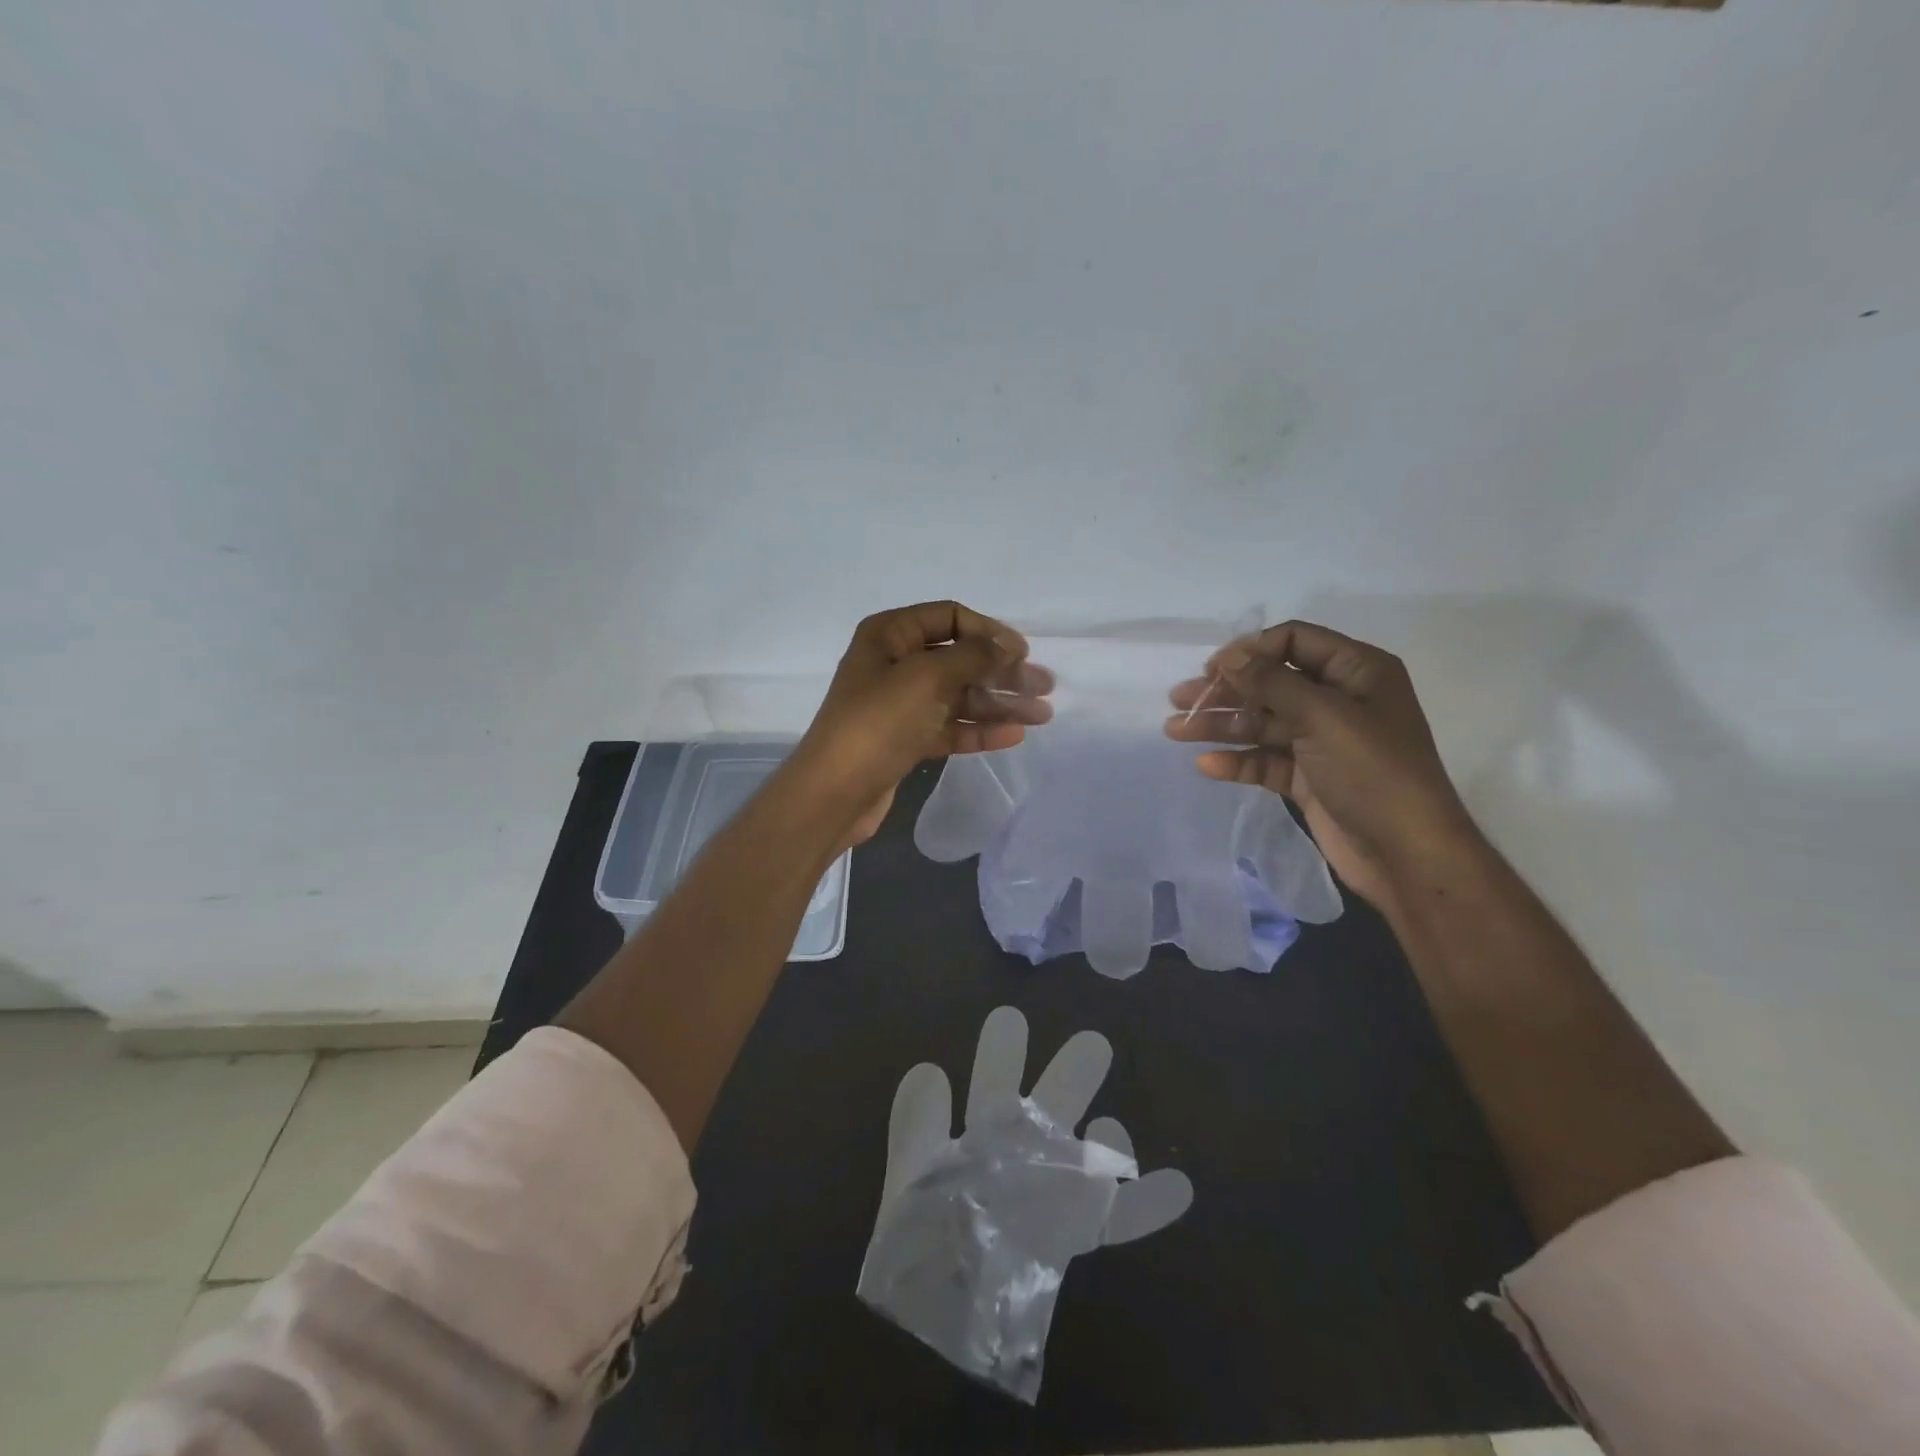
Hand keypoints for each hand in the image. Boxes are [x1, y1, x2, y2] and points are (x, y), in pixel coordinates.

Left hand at [791, 601, 1053, 845]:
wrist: (835, 791)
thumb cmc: (879, 722)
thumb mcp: (927, 677)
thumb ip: (973, 656)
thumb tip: (1007, 646)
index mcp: (890, 635)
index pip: (950, 617)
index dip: (989, 632)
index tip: (1023, 653)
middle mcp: (895, 663)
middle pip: (959, 659)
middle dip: (1002, 672)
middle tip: (1044, 687)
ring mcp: (900, 704)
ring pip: (958, 696)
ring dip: (999, 703)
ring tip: (1042, 715)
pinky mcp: (906, 739)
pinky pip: (949, 726)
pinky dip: (979, 729)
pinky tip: (1013, 735)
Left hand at [857, 1006, 1192, 1401]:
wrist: (934, 1324)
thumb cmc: (917, 1245)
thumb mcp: (910, 1177)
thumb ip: (916, 1125)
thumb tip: (930, 1067)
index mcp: (979, 1137)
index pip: (997, 1086)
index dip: (1004, 1054)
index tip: (1011, 1018)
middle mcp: (1021, 1157)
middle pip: (1052, 1110)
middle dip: (1068, 1077)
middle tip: (1092, 1042)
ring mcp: (1050, 1196)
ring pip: (1085, 1158)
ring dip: (1107, 1143)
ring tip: (1114, 1132)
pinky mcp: (1071, 1240)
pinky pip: (1115, 1221)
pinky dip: (1145, 1205)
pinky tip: (1179, 1187)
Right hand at [1165, 620, 1479, 909]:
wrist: (1406, 854)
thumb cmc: (1372, 772)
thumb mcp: (1323, 717)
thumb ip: (1271, 683)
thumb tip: (1229, 655)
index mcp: (1356, 672)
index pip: (1294, 642)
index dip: (1251, 651)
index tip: (1212, 670)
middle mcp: (1339, 700)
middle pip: (1271, 684)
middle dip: (1225, 691)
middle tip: (1179, 700)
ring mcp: (1322, 741)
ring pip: (1262, 723)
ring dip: (1221, 725)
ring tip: (1175, 731)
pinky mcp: (1308, 778)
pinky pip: (1266, 760)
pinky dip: (1237, 761)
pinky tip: (1207, 765)